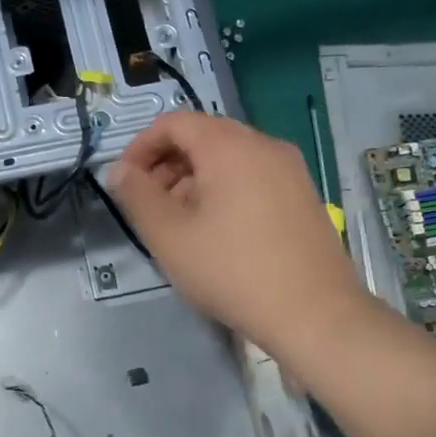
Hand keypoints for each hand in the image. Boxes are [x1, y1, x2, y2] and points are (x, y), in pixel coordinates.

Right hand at [107, 113, 366, 368]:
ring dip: (194, 180)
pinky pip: (253, 177)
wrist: (316, 314)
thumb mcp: (170, 236)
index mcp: (229, 146)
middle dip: (167, 165)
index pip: (174, 122)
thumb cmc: (233, 272)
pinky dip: (225, 191)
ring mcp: (290, 170)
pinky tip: (219, 233)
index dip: (141, 147)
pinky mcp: (304, 195)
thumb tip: (120, 170)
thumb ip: (137, 195)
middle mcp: (264, 145)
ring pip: (229, 159)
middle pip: (203, 137)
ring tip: (181, 225)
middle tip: (149, 207)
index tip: (125, 183)